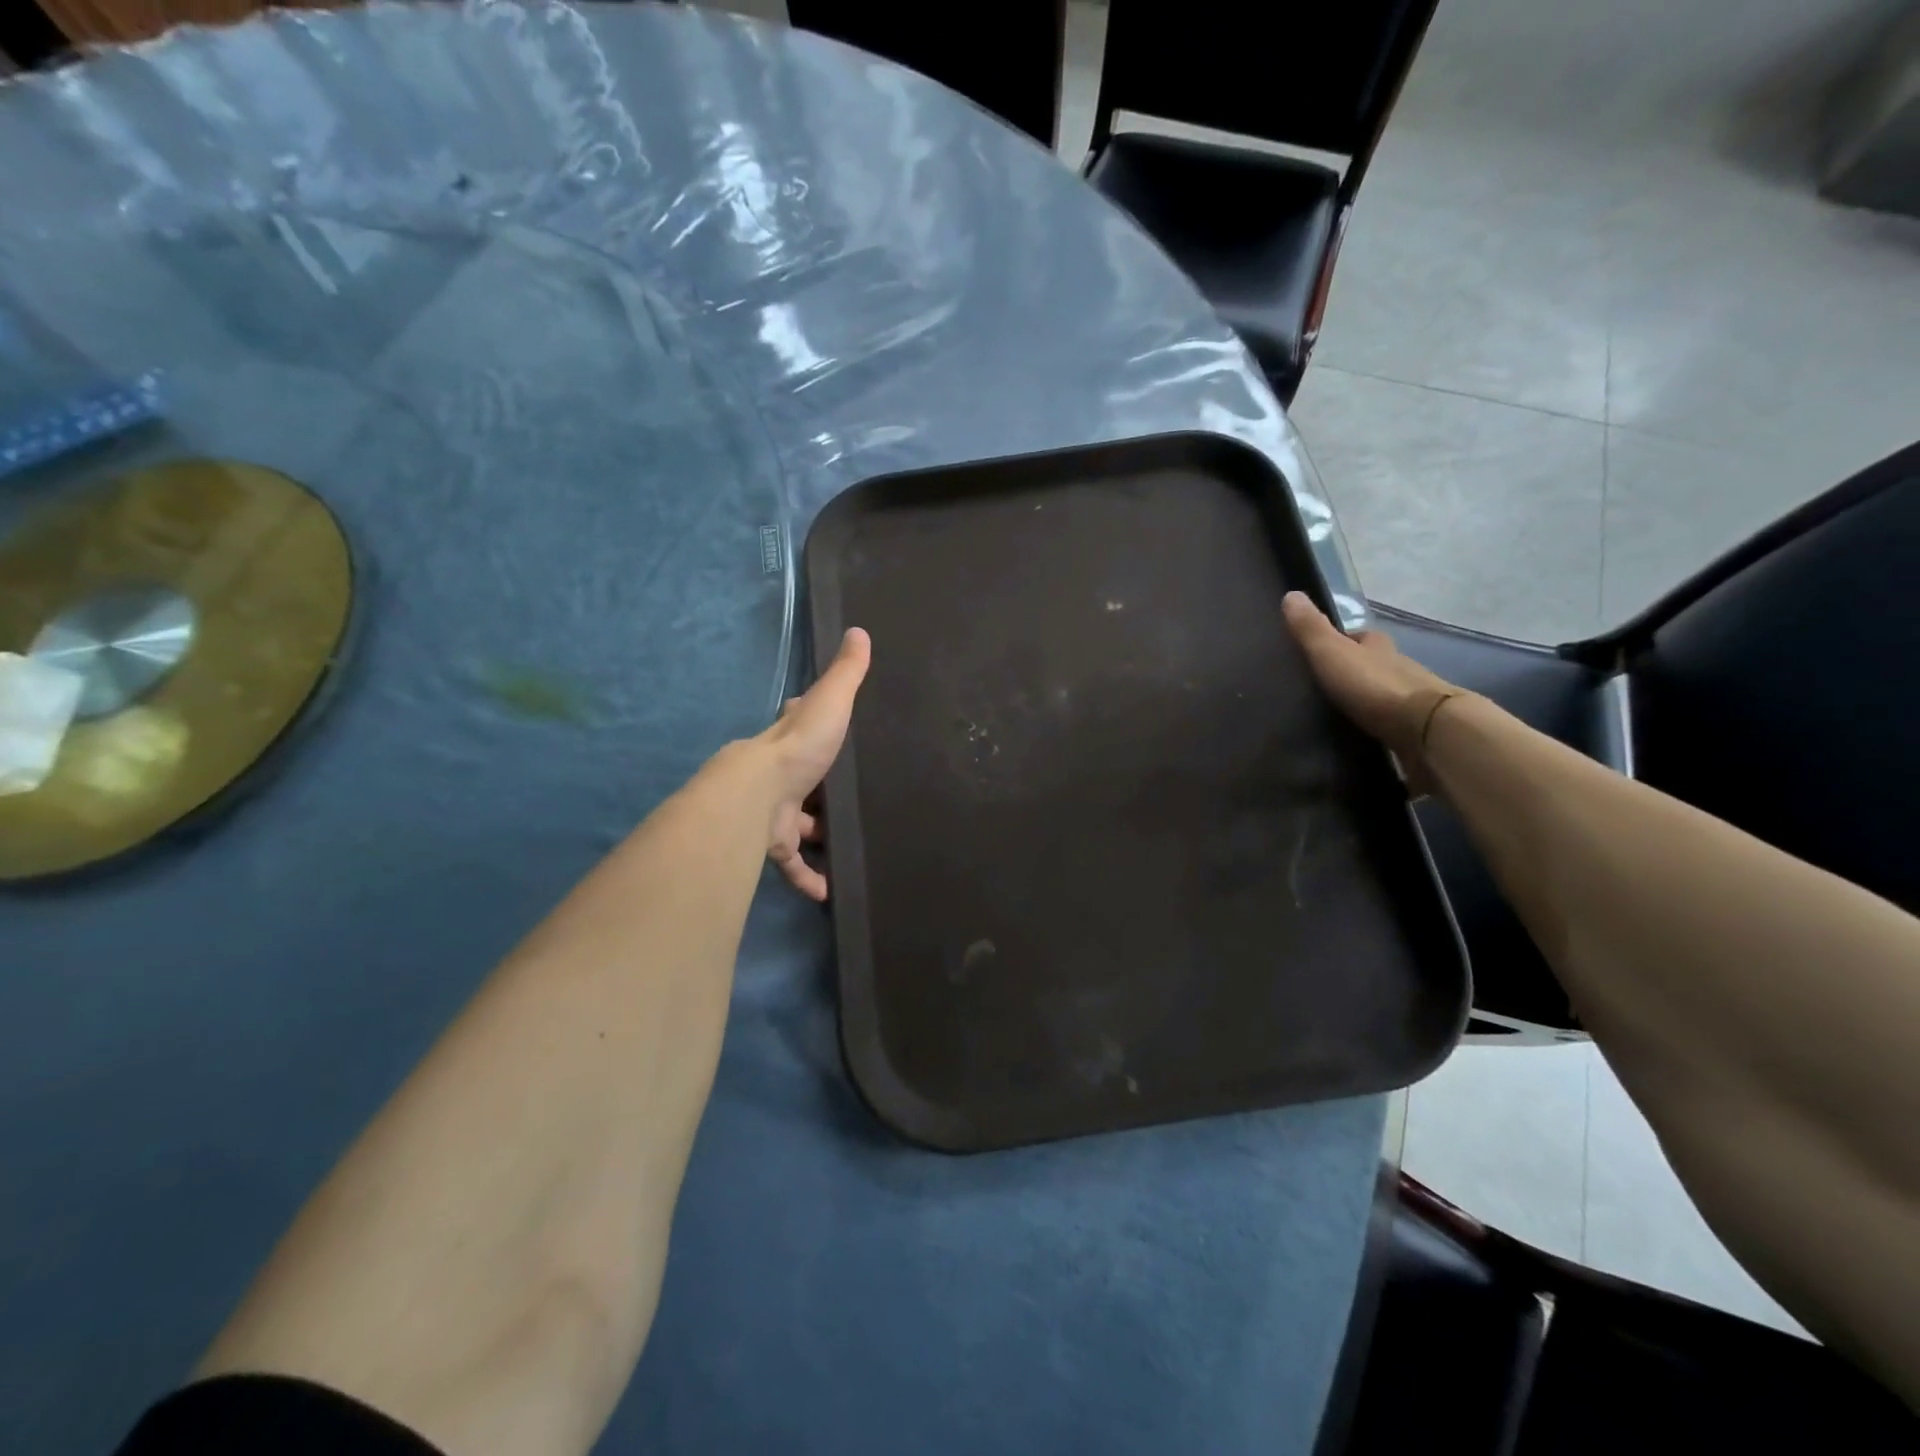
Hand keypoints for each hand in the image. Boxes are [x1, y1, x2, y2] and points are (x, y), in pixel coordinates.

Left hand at [761, 628, 871, 900]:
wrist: (756, 796)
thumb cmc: (797, 747)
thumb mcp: (829, 702)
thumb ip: (846, 673)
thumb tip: (859, 629)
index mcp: (788, 738)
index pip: (796, 722)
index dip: (808, 722)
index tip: (828, 728)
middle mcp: (778, 773)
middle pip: (799, 778)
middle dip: (817, 786)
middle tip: (847, 795)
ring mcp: (774, 810)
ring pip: (797, 823)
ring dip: (815, 834)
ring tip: (845, 843)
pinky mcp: (774, 844)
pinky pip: (792, 863)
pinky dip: (807, 877)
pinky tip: (827, 891)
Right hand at [1282, 592, 1462, 794]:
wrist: (1426, 729)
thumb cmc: (1374, 686)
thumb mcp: (1332, 653)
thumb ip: (1311, 629)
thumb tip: (1291, 594)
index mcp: (1378, 648)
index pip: (1362, 637)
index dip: (1347, 638)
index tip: (1327, 646)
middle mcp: (1399, 669)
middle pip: (1376, 664)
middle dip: (1358, 670)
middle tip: (1329, 683)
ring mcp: (1410, 701)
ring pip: (1385, 693)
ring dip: (1369, 699)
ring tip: (1340, 713)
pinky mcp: (1416, 731)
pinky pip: (1392, 725)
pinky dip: (1379, 727)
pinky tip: (1363, 737)